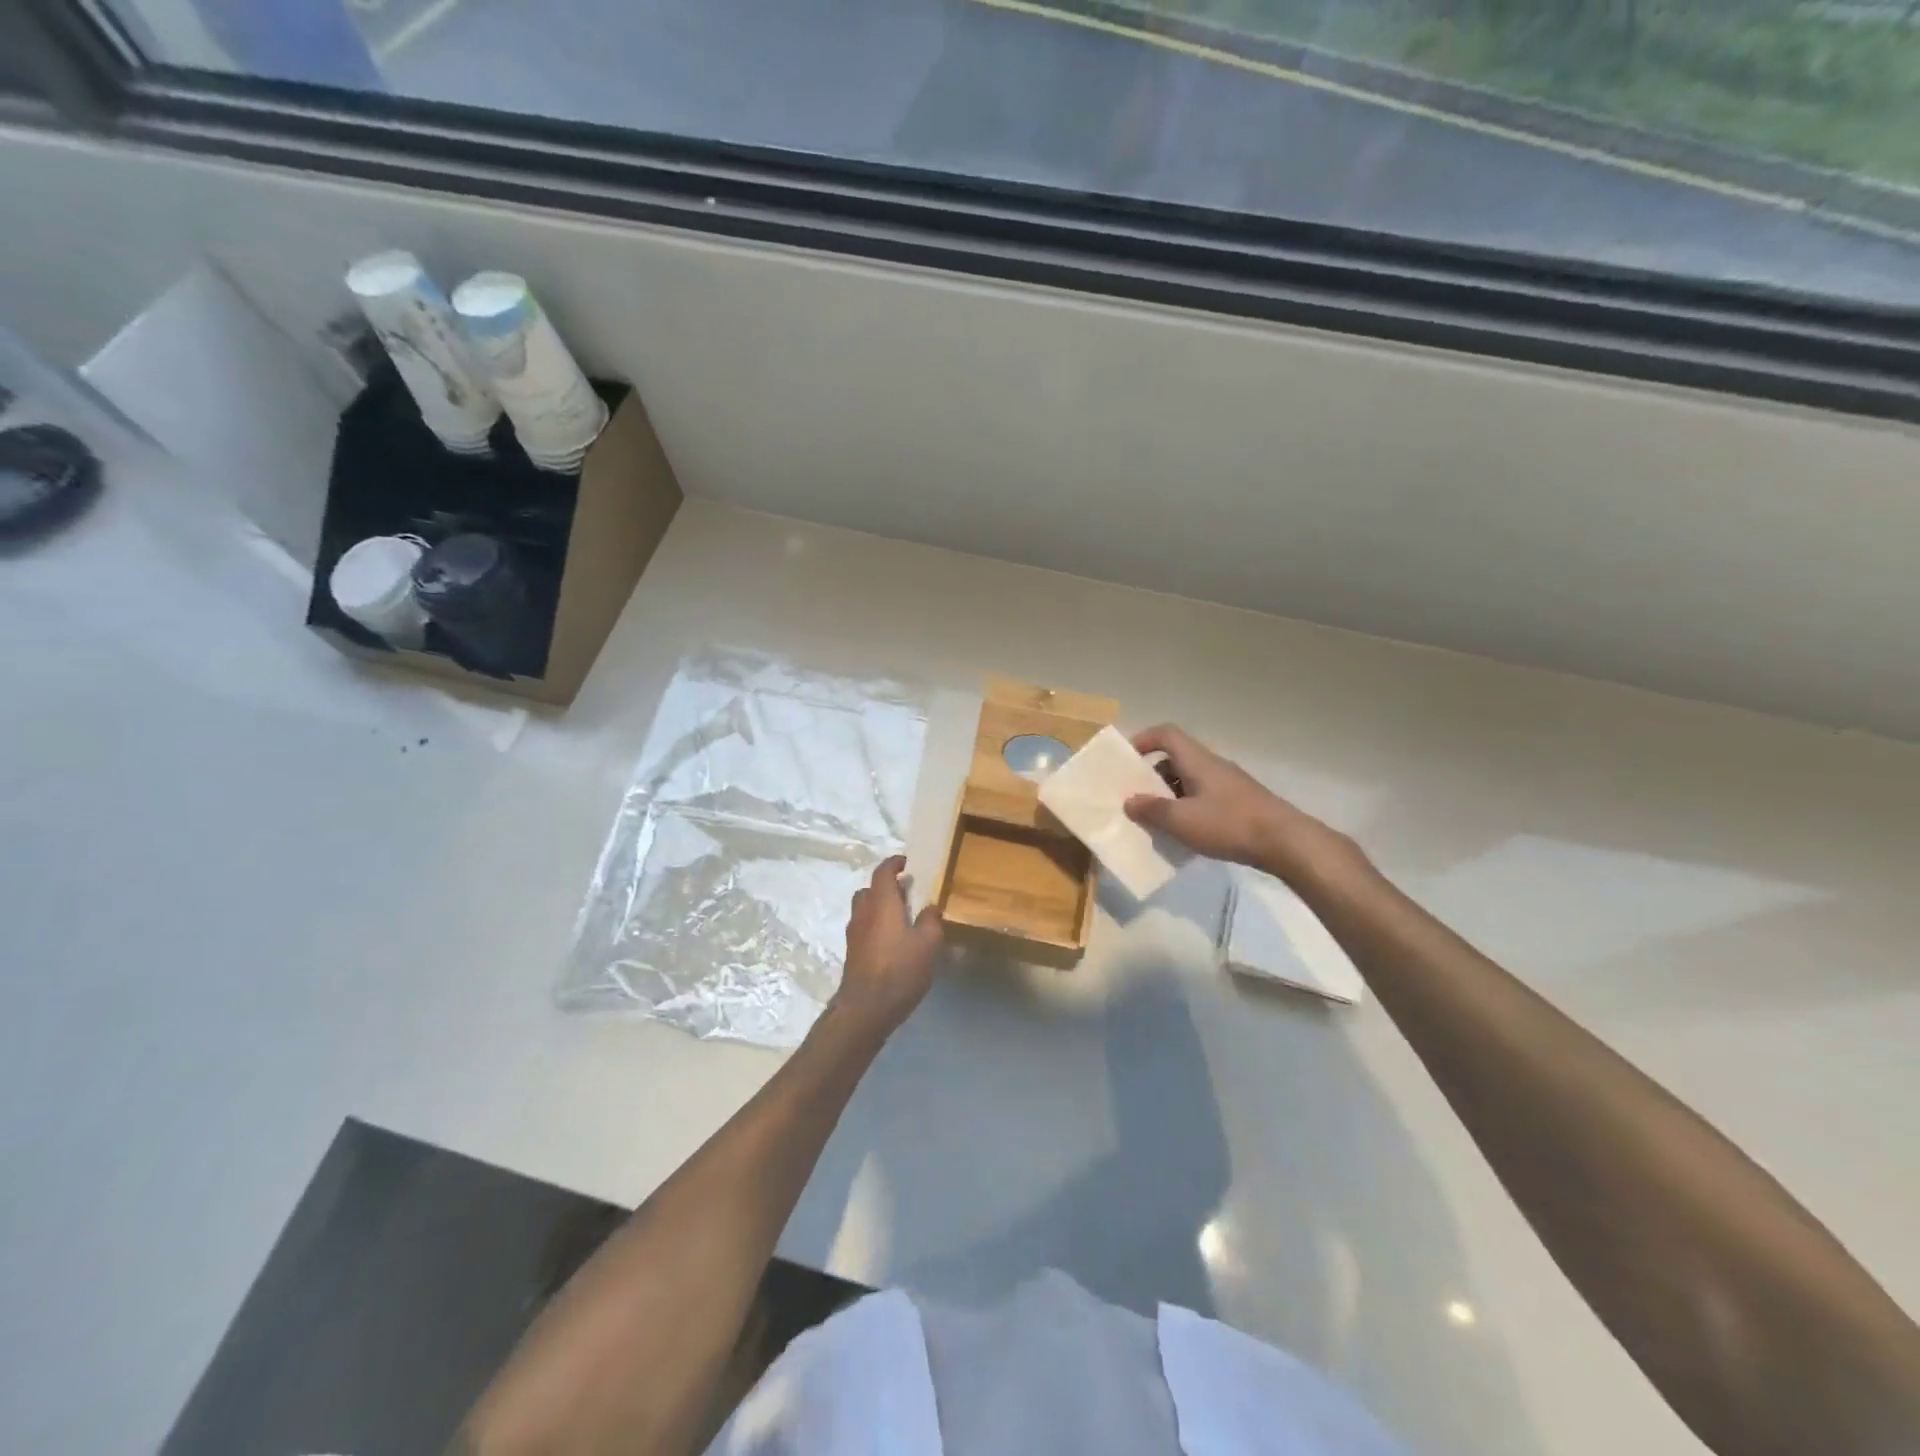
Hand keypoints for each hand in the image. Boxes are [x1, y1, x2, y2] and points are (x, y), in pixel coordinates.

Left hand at [833, 856, 943, 1032]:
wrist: (866, 1008)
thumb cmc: (900, 969)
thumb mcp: (928, 944)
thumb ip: (931, 921)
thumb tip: (930, 907)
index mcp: (881, 903)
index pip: (882, 873)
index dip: (893, 863)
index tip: (906, 862)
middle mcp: (863, 913)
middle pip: (869, 890)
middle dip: (886, 886)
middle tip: (906, 892)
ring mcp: (854, 934)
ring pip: (864, 909)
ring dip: (879, 906)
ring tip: (901, 917)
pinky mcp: (853, 952)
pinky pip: (864, 927)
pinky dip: (876, 924)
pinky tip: (893, 941)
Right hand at [1123, 724, 1356, 882]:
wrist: (1284, 841)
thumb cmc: (1228, 824)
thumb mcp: (1182, 820)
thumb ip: (1152, 810)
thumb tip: (1129, 801)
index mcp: (1197, 760)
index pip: (1166, 734)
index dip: (1143, 740)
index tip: (1126, 759)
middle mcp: (1212, 765)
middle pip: (1176, 758)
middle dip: (1152, 774)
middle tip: (1136, 795)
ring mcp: (1229, 783)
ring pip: (1190, 779)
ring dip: (1170, 794)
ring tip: (1157, 818)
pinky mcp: (1239, 802)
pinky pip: (1204, 796)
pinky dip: (1188, 807)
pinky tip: (1186, 832)